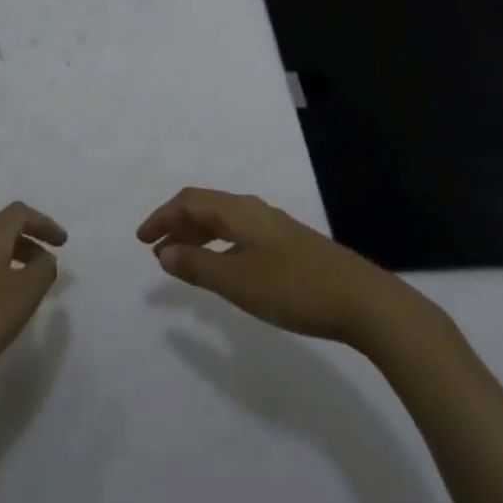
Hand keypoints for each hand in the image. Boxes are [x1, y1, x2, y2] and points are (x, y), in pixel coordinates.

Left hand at [0, 202, 66, 391]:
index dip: (43, 222)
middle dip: (29, 244)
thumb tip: (45, 258)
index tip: (62, 243)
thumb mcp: (23, 294)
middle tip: (46, 268)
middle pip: (2, 232)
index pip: (19, 213)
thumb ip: (42, 272)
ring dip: (11, 264)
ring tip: (25, 292)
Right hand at [138, 187, 421, 347]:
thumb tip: (165, 251)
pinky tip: (223, 267)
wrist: (362, 300)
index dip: (162, 216)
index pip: (190, 201)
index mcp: (239, 211)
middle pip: (206, 206)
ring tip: (181, 260)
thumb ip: (199, 265)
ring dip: (198, 236)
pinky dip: (219, 245)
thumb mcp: (238, 280)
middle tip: (156, 251)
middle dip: (177, 225)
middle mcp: (254, 210)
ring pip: (224, 221)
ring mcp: (275, 227)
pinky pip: (240, 234)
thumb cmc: (294, 288)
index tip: (141, 239)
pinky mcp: (289, 245)